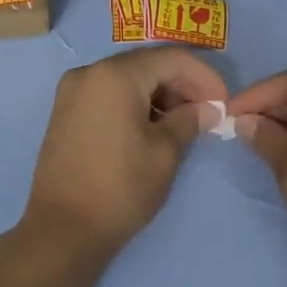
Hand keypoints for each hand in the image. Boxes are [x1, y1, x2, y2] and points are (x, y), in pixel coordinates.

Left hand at [22, 47, 227, 257]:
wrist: (62, 229)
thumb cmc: (120, 188)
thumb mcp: (164, 153)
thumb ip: (189, 121)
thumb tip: (207, 109)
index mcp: (115, 75)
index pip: (171, 58)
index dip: (204, 76)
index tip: (223, 102)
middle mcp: (89, 73)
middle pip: (147, 64)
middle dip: (182, 84)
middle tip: (206, 113)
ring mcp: (72, 92)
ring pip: (127, 78)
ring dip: (159, 94)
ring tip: (183, 123)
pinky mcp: (65, 112)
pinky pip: (108, 94)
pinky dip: (134, 102)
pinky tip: (152, 127)